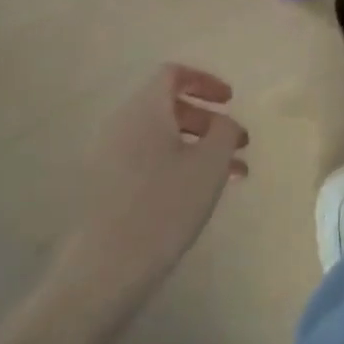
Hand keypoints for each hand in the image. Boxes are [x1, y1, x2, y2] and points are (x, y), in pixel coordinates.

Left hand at [56, 64, 249, 282]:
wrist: (105, 268)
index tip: (230, 101)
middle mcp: (121, 125)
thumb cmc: (164, 206)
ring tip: (231, 174)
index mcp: (144, 110)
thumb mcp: (210, 164)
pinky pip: (148, 159)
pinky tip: (200, 193)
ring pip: (161, 137)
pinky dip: (177, 164)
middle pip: (168, 106)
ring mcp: (108, 156)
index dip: (205, 81)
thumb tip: (222, 122)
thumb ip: (224, 131)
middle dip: (208, 120)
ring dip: (198, 147)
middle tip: (238, 144)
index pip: (172, 74)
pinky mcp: (105, 186)